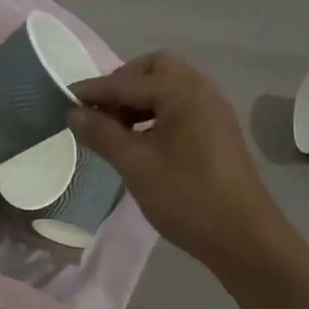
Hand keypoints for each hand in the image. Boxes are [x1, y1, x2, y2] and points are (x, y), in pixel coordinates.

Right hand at [70, 51, 287, 271]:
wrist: (244, 238)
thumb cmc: (186, 197)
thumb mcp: (135, 165)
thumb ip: (102, 133)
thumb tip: (73, 112)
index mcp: (183, 91)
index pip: (127, 81)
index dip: (93, 90)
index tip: (64, 99)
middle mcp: (201, 91)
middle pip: (154, 69)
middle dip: (122, 84)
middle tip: (99, 112)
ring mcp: (212, 112)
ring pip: (167, 89)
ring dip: (138, 100)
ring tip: (113, 130)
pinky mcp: (216, 132)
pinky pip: (179, 108)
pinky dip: (154, 114)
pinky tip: (139, 141)